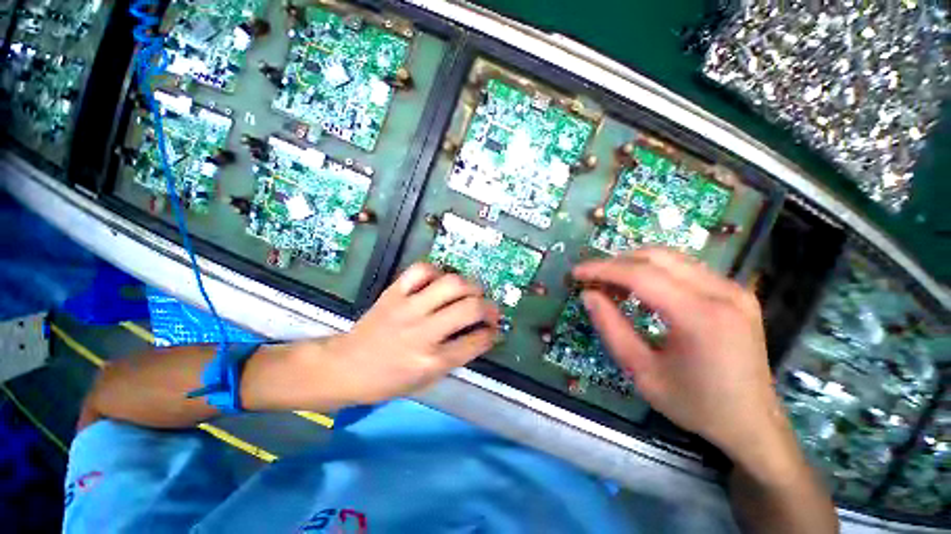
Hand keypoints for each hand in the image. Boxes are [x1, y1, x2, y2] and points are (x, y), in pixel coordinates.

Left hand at [318, 262, 499, 404]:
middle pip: (470, 308)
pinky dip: (437, 272)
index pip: (476, 341)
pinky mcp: (394, 293)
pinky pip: (421, 270)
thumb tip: (480, 333)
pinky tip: (440, 281)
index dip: (492, 333)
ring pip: (451, 284)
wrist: (345, 366)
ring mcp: (408, 308)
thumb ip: (456, 356)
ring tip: (472, 292)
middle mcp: (423, 332)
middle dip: (490, 307)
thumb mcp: (426, 380)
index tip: (494, 329)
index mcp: (431, 361)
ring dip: (470, 286)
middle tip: (490, 310)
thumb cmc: (387, 381)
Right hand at [573, 248, 791, 470]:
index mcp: (701, 317)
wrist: (753, 423)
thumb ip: (611, 329)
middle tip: (592, 279)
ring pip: (671, 258)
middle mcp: (722, 292)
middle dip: (616, 263)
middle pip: (656, 257)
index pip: (641, 275)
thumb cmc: (695, 404)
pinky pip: (685, 268)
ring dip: (634, 264)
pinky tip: (640, 288)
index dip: (602, 270)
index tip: (577, 273)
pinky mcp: (735, 292)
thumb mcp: (642, 373)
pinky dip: (654, 271)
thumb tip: (588, 295)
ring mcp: (733, 289)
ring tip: (611, 283)